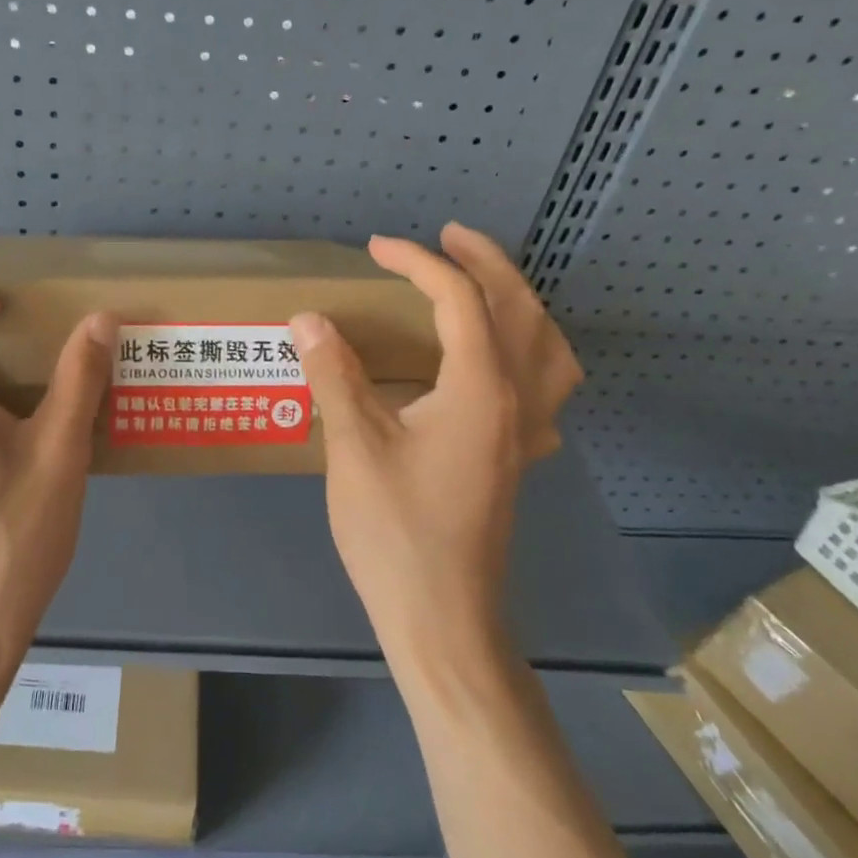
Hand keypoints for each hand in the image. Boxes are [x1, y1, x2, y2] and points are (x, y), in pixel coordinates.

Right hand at [288, 223, 582, 673]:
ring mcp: (526, 434)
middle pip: (520, 310)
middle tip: (447, 238)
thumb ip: (334, 376)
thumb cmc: (396, 533)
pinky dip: (531, 353)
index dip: (419, 264)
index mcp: (480, 390)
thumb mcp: (355, 448)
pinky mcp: (518, 459)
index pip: (460, 301)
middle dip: (485, 263)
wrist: (442, 619)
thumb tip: (308, 319)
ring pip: (549, 347)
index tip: (377, 249)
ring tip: (484, 285)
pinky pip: (546, 388)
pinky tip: (503, 365)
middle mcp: (518, 402)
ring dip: (521, 303)